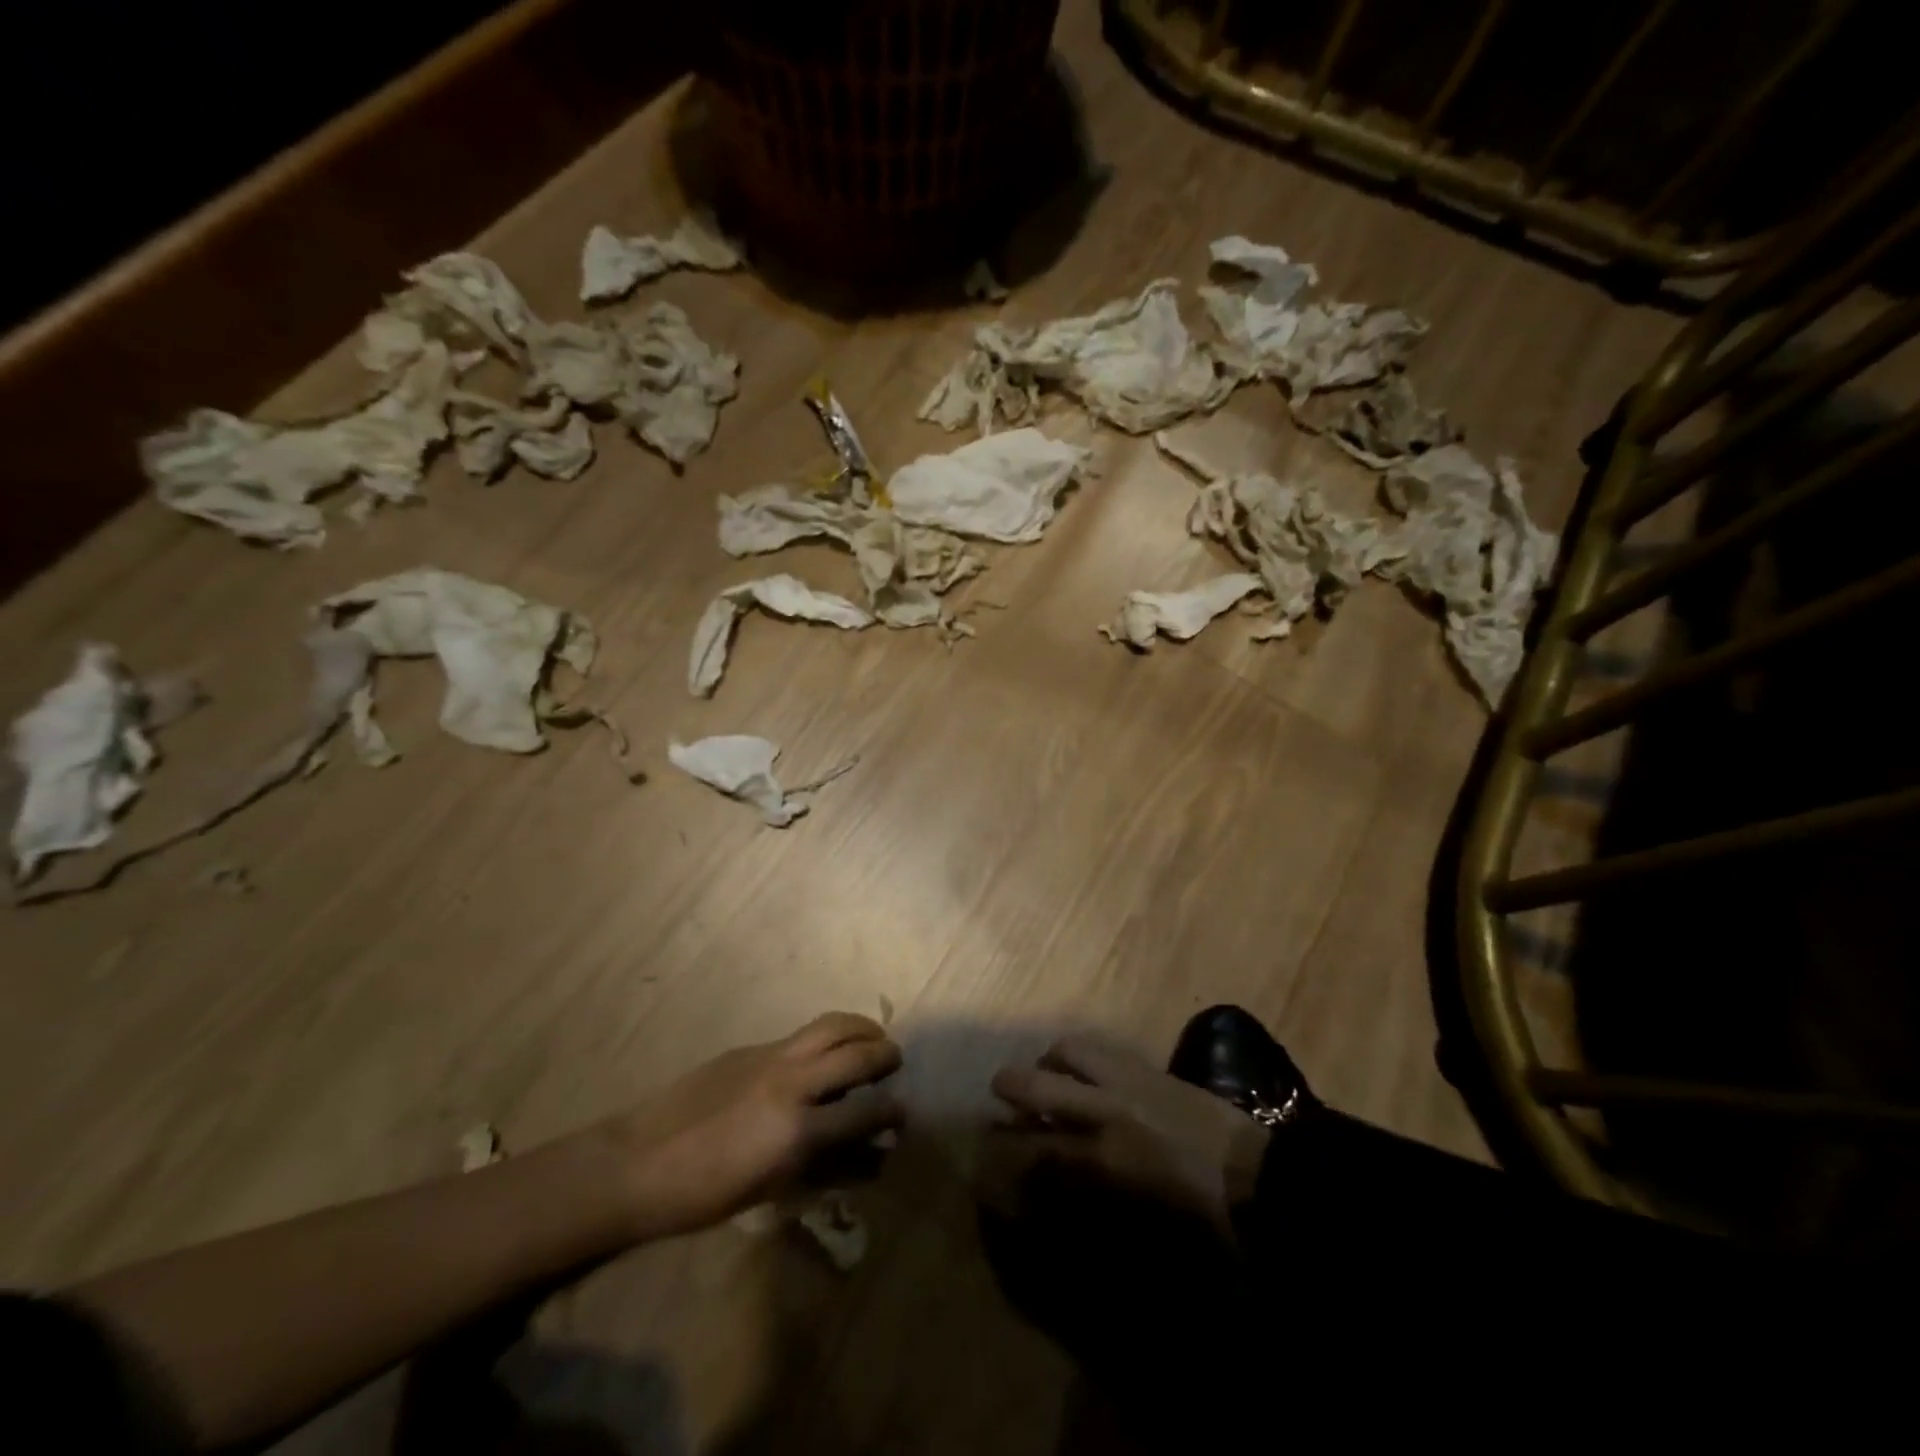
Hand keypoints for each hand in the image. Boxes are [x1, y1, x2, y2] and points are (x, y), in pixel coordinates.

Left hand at [599, 1012, 902, 1238]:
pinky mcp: (753, 1047)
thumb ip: (829, 1169)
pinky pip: (803, 1033)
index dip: (892, 1111)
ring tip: (871, 1039)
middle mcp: (793, 1084)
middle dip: (885, 1055)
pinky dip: (827, 1035)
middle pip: (857, 1053)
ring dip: (861, 1028)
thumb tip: (873, 1158)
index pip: (866, 1111)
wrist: (639, 1162)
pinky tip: (824, 1053)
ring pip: (832, 1025)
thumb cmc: (706, 1195)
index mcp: (799, 1132)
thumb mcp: (775, 1190)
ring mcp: (771, 1057)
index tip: (904, 1113)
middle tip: (894, 1063)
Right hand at [990, 1034, 1268, 1241]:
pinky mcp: (1151, 1067)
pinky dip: (1084, 1057)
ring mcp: (1128, 1079)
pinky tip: (1088, 1072)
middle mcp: (1104, 1108)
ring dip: (1051, 1061)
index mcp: (1100, 1156)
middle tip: (998, 1092)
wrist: (1260, 1182)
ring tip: (1049, 1074)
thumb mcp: (1135, 1225)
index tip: (987, 1152)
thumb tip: (1049, 1187)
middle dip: (1010, 1086)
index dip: (1005, 1152)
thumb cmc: (1199, 1222)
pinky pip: (1103, 1050)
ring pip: (1069, 1051)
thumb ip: (1085, 1198)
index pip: (1033, 1148)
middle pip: (1037, 1083)